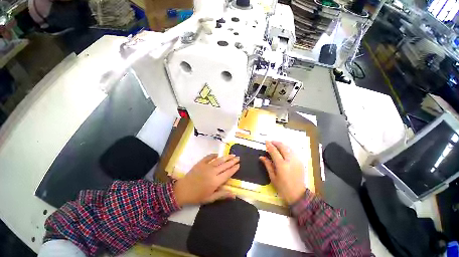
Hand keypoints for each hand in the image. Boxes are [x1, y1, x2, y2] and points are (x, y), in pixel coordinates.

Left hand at [173, 154, 239, 205]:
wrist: (182, 190)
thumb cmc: (197, 196)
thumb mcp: (210, 198)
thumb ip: (222, 195)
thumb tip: (234, 195)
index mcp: (216, 181)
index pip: (228, 173)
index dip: (234, 169)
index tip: (239, 165)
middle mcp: (213, 172)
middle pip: (225, 165)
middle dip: (232, 161)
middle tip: (238, 157)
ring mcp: (206, 166)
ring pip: (219, 160)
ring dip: (226, 157)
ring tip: (232, 154)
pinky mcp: (200, 163)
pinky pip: (208, 157)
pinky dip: (214, 155)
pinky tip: (218, 154)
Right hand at [259, 141, 305, 204]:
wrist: (298, 195)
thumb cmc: (283, 188)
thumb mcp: (273, 177)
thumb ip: (268, 165)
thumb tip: (261, 157)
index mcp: (282, 165)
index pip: (274, 151)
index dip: (269, 145)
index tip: (266, 141)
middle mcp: (290, 160)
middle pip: (283, 147)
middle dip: (276, 142)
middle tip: (271, 142)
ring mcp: (297, 160)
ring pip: (289, 147)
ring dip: (282, 144)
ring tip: (277, 144)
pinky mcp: (301, 162)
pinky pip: (293, 151)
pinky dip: (288, 148)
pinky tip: (284, 149)